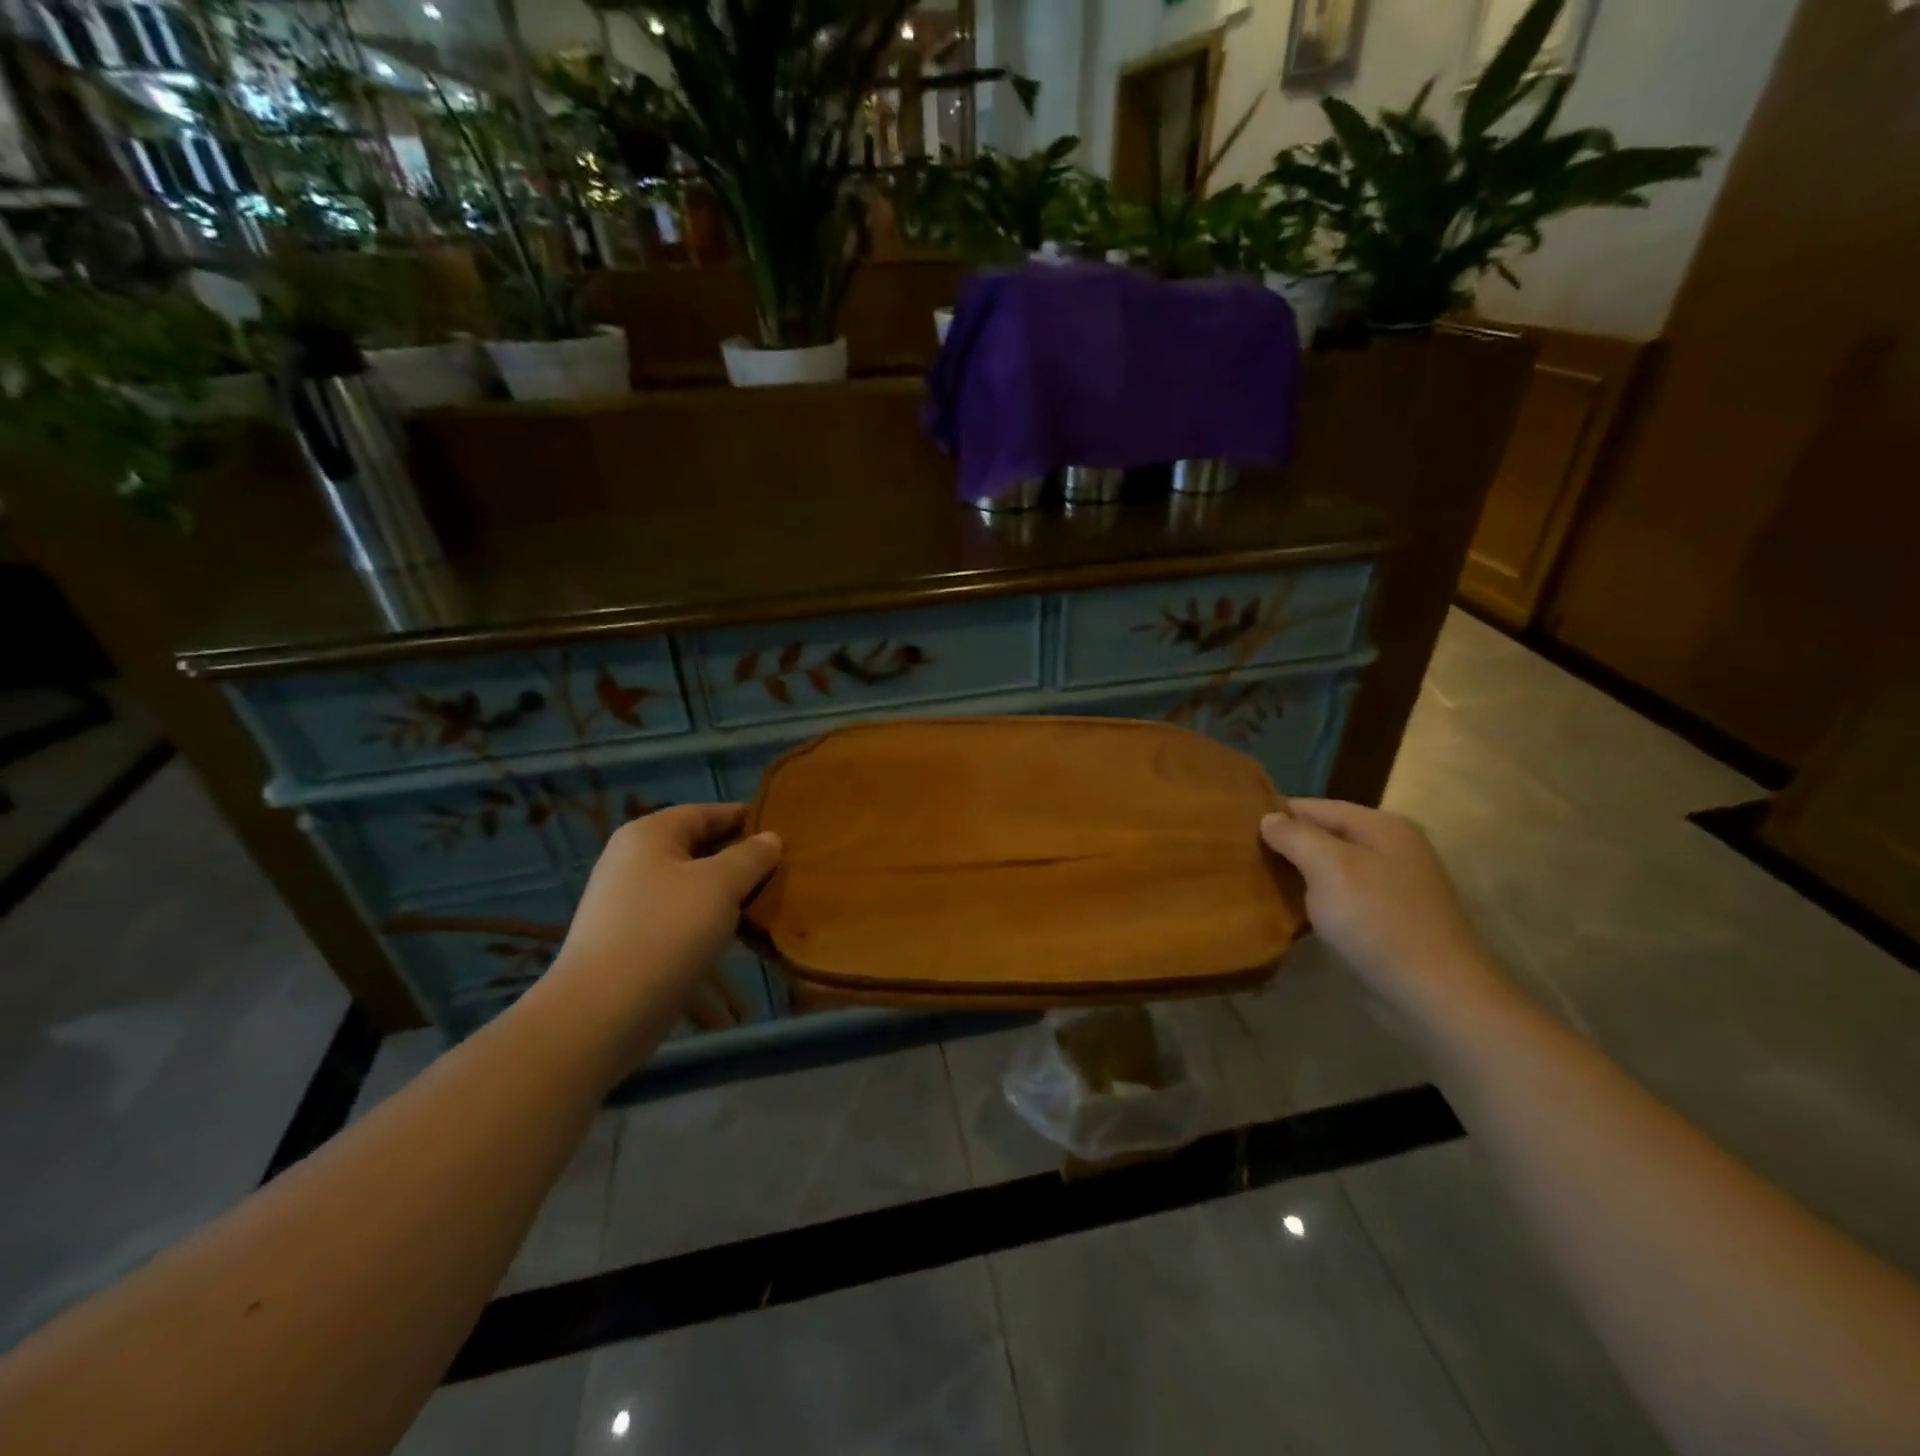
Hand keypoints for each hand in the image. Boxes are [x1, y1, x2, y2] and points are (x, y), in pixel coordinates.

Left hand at [541, 804, 780, 1063]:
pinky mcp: (629, 939)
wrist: (603, 1012)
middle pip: (696, 847)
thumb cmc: (666, 931)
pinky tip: (735, 934)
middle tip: (782, 868)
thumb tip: (770, 839)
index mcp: (649, 834)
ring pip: (689, 884)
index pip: (705, 812)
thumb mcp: (720, 885)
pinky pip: (678, 916)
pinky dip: (707, 918)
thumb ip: (750, 857)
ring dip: (726, 891)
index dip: (744, 818)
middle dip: (738, 857)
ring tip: (766, 901)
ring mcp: (627, 902)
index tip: (782, 829)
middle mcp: (632, 860)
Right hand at [1260, 799, 1509, 1034]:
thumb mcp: (1329, 867)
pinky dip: (1312, 901)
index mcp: (1382, 827)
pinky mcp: (1384, 921)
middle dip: (1285, 845)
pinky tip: (1285, 911)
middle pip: (1324, 836)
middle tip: (1240, 856)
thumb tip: (1269, 818)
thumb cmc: (1377, 920)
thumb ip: (1295, 836)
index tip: (1235, 827)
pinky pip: (1338, 899)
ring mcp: (1390, 887)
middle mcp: (1390, 850)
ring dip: (1296, 875)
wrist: (1432, 995)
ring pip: (1330, 870)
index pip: (1316, 806)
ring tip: (1253, 880)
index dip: (1277, 814)